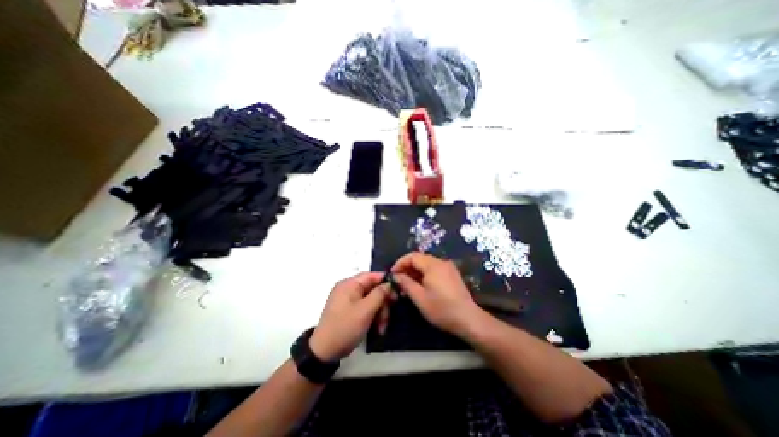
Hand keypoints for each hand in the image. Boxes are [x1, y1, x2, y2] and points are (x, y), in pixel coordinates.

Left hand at [309, 273, 392, 360]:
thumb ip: (379, 294)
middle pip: (372, 289)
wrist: (325, 352)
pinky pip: (365, 308)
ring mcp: (348, 300)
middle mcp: (348, 288)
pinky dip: (372, 316)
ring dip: (379, 312)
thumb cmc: (346, 327)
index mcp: (349, 284)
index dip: (385, 281)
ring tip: (382, 328)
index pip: (371, 276)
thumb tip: (389, 283)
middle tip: (389, 315)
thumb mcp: (366, 310)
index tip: (398, 290)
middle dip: (382, 303)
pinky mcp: (349, 310)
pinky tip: (377, 329)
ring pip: (371, 300)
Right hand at [390, 252, 480, 335]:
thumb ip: (406, 283)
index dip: (400, 263)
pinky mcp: (452, 275)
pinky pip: (434, 269)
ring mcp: (448, 268)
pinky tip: (420, 286)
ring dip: (415, 272)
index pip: (412, 256)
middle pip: (420, 259)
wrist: (468, 319)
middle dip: (407, 268)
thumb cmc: (441, 309)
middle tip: (398, 280)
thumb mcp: (419, 297)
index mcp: (433, 265)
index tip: (392, 274)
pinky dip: (424, 274)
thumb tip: (396, 275)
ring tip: (407, 285)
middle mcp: (441, 262)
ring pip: (426, 264)